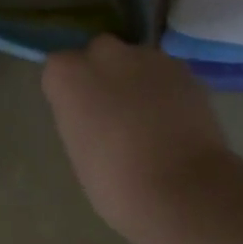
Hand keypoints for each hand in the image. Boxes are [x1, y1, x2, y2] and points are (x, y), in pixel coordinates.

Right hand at [42, 37, 232, 234]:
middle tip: (115, 112)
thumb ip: (82, 119)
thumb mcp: (80, 152)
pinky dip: (167, 90)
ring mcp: (147, 57)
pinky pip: (166, 74)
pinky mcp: (183, 68)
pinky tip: (176, 122)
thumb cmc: (116, 184)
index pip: (59, 70)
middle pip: (99, 54)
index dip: (72, 92)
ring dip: (138, 80)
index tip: (81, 116)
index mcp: (68, 75)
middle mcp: (104, 54)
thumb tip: (98, 116)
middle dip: (105, 75)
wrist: (182, 190)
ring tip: (151, 120)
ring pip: (136, 61)